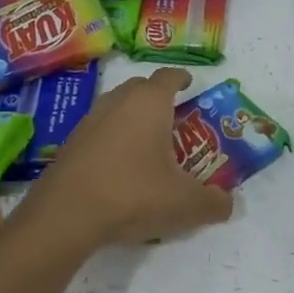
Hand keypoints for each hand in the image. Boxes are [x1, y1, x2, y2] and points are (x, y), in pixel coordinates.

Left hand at [20, 67, 233, 251]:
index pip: (169, 76)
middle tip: (173, 118)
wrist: (65, 215)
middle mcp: (118, 102)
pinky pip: (98, 130)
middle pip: (140, 87)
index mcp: (150, 103)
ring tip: (147, 143)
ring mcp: (89, 121)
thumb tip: (228, 204)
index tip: (191, 85)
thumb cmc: (133, 194)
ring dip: (132, 117)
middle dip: (157, 97)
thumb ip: (212, 203)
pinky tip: (119, 167)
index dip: (182, 78)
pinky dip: (112, 138)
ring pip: (116, 106)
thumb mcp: (184, 204)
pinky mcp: (69, 144)